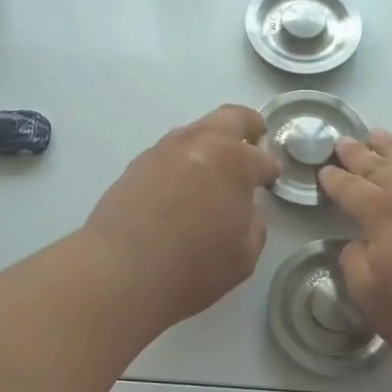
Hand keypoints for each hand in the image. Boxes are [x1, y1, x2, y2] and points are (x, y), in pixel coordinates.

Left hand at [84, 104, 280, 330]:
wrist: (120, 272)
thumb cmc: (193, 267)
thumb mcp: (244, 255)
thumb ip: (253, 225)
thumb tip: (246, 211)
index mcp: (232, 161)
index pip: (262, 158)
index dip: (271, 169)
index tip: (272, 179)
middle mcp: (198, 144)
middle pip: (229, 118)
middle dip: (247, 126)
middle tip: (254, 139)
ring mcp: (162, 151)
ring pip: (195, 132)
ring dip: (210, 142)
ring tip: (214, 169)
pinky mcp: (135, 166)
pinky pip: (169, 153)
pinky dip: (183, 161)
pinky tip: (182, 187)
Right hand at [317, 131, 391, 376]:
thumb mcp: (374, 301)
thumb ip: (355, 266)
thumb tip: (358, 244)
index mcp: (382, 213)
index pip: (348, 189)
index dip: (333, 180)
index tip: (323, 171)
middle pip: (378, 166)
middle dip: (357, 154)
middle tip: (342, 142)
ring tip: (377, 135)